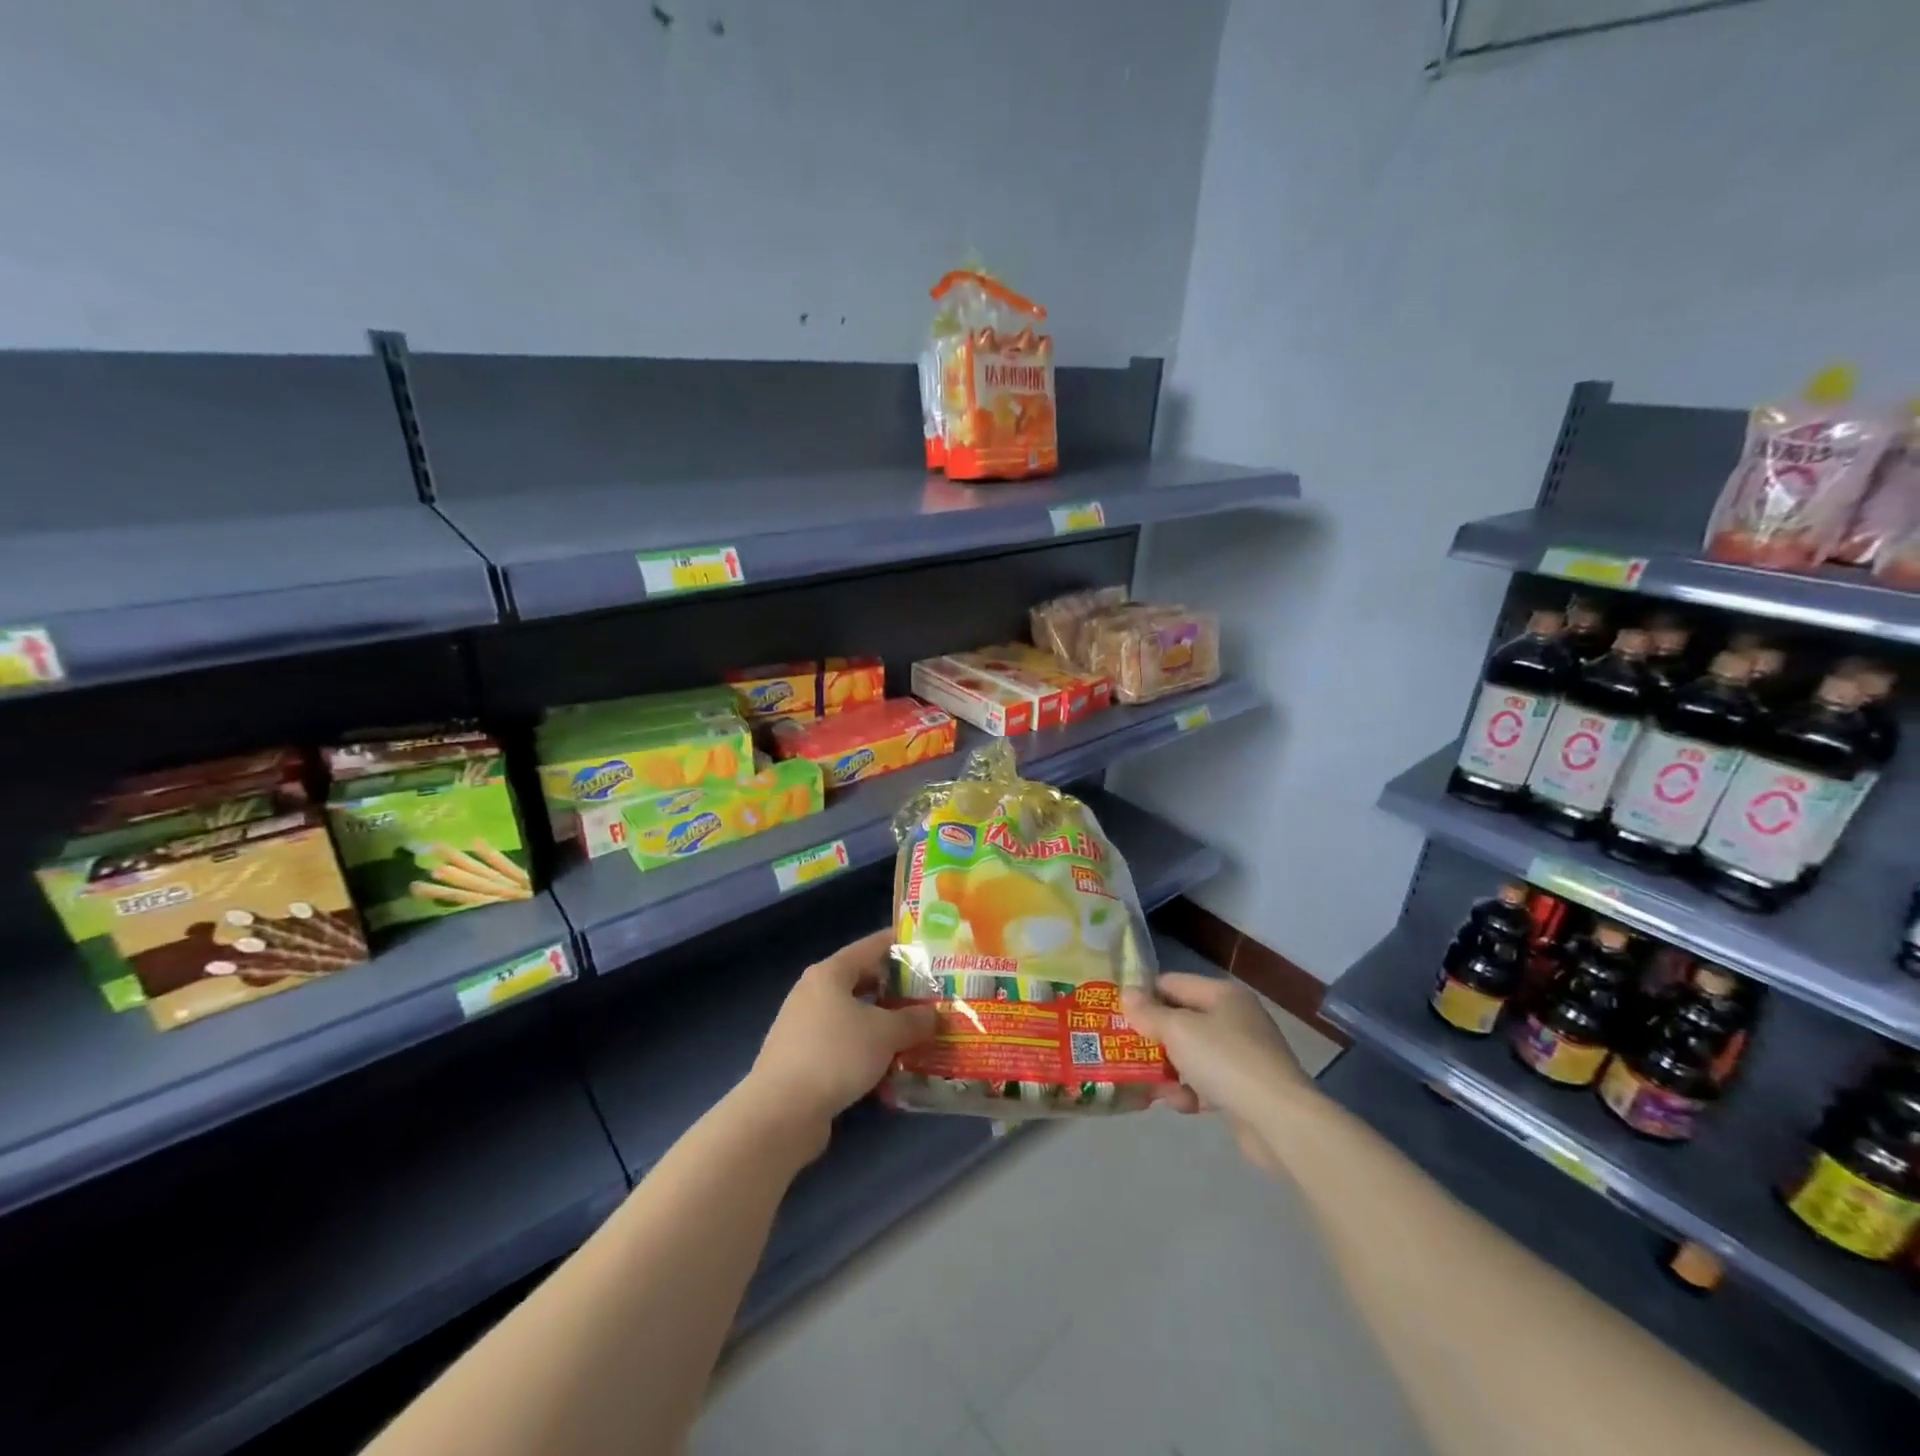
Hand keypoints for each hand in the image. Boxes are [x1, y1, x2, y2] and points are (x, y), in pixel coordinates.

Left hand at [746, 929, 936, 1147]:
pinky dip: (866, 1050)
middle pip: (863, 980)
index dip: (902, 944)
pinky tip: (890, 1066)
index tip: (930, 948)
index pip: (872, 946)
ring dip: (883, 1024)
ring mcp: (804, 1026)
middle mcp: (813, 992)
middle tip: (930, 996)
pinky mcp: (802, 1059)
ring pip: (854, 1016)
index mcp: (830, 973)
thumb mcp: (885, 1033)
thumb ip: (913, 1020)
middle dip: (897, 989)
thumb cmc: (836, 1055)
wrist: (781, 1113)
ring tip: (917, 1032)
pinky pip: (843, 1044)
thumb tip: (931, 1015)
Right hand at [1122, 973, 1315, 1174]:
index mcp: (1223, 994)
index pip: (1172, 983)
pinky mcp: (1246, 1089)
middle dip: (1154, 1037)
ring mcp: (1243, 1055)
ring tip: (1149, 1085)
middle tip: (1125, 1050)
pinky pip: (1208, 1082)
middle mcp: (1235, 1018)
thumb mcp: (1178, 1031)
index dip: (1144, 995)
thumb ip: (1149, 1013)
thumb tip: (1127, 994)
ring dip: (1169, 1069)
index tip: (1117, 1014)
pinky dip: (1191, 1091)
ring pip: (1192, 1054)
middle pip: (1182, 1020)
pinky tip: (1181, 1105)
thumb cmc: (1225, 1061)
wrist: (1280, 1121)